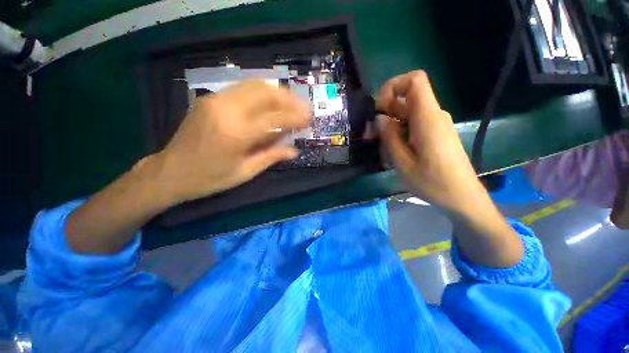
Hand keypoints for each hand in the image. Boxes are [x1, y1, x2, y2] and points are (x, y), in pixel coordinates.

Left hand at [154, 81, 308, 203]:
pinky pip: (242, 89)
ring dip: (276, 93)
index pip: (275, 118)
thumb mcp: (245, 172)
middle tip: (302, 108)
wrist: (170, 171)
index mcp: (236, 133)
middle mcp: (226, 109)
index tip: (309, 119)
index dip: (295, 117)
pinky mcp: (210, 99)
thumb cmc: (209, 178)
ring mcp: (216, 100)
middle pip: (265, 93)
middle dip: (288, 99)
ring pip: (254, 85)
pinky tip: (270, 103)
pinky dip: (261, 93)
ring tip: (290, 104)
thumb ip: (271, 157)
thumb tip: (294, 150)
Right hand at [377, 71, 483, 214]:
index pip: (415, 80)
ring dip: (391, 125)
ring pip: (408, 113)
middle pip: (407, 98)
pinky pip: (414, 124)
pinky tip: (394, 150)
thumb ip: (390, 137)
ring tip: (382, 147)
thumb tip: (380, 118)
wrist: (462, 197)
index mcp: (428, 119)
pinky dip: (400, 131)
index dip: (393, 86)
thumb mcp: (403, 163)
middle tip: (372, 134)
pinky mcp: (436, 133)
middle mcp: (434, 116)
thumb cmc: (432, 183)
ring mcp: (436, 124)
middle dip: (385, 111)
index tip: (379, 108)